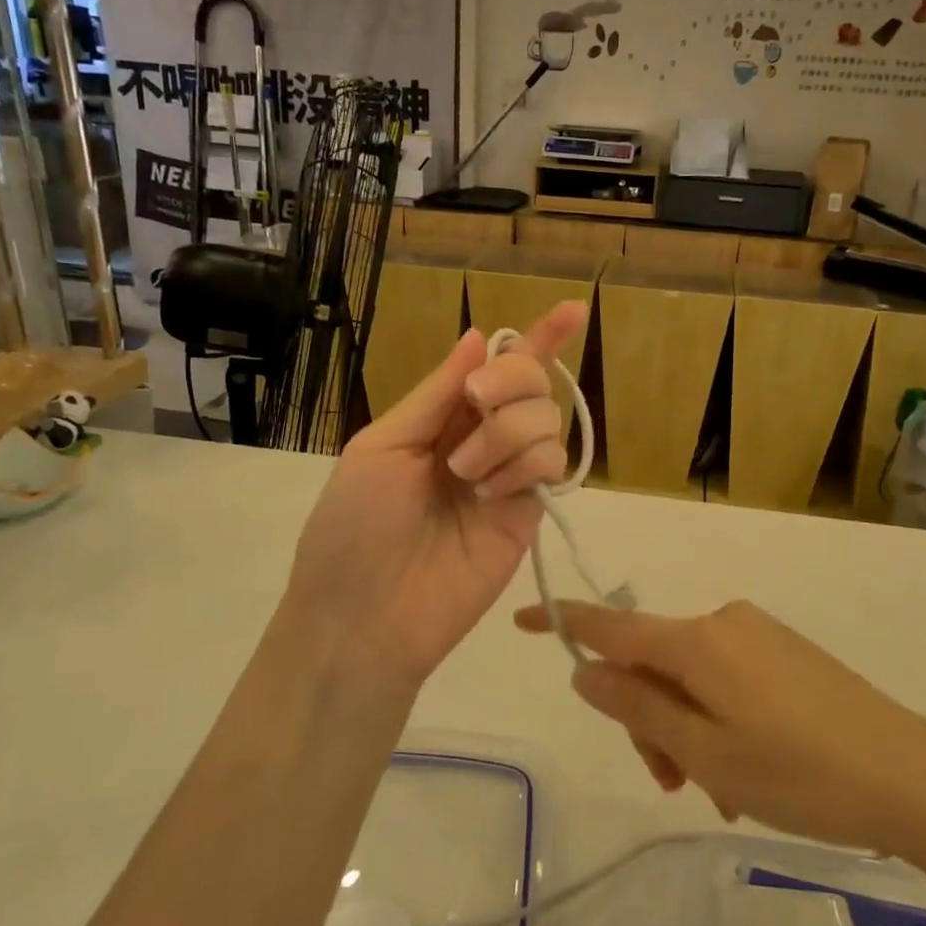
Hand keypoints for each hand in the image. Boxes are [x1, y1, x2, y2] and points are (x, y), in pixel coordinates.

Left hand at [286, 302, 587, 684]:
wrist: (365, 615)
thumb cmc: (354, 525)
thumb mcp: (383, 446)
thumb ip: (437, 393)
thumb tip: (478, 336)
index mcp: (442, 419)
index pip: (496, 368)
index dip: (536, 339)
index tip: (572, 310)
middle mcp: (481, 440)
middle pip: (531, 383)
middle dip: (511, 378)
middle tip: (477, 401)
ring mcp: (509, 477)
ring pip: (546, 419)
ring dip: (506, 432)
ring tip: (466, 476)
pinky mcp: (529, 513)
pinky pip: (550, 463)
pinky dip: (523, 465)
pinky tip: (490, 495)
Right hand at [517, 599, 925, 852]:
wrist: (911, 775)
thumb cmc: (798, 771)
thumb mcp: (705, 752)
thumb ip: (639, 708)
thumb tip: (587, 672)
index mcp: (695, 641)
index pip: (610, 626)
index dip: (563, 622)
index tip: (522, 618)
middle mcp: (721, 622)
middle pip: (653, 664)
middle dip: (648, 719)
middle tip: (673, 785)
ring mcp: (756, 634)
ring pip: (690, 678)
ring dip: (687, 730)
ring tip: (721, 791)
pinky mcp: (784, 651)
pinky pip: (727, 678)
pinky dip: (718, 719)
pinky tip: (748, 771)